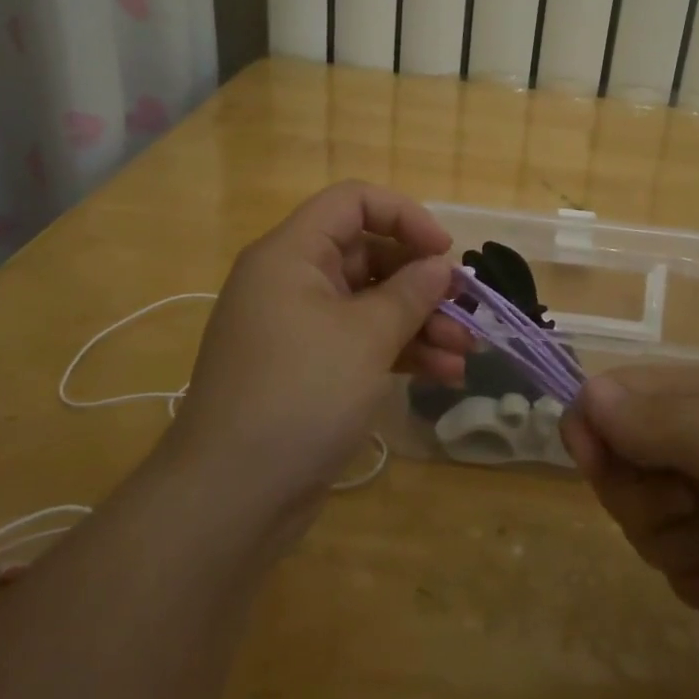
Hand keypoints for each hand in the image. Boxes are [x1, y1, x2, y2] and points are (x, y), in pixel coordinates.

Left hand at [168, 181, 472, 518]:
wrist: (232, 496)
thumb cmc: (300, 395)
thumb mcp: (366, 337)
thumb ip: (410, 293)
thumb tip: (438, 266)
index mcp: (292, 254)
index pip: (352, 202)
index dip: (404, 216)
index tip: (444, 252)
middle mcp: (292, 281)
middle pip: (368, 255)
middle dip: (422, 282)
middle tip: (466, 310)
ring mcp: (299, 328)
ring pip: (370, 304)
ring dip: (421, 323)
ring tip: (466, 353)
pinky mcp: (308, 370)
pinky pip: (361, 342)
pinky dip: (400, 352)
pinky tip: (444, 375)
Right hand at [560, 367, 698, 668]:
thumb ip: (652, 420)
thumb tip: (584, 396)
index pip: (612, 397)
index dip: (592, 428)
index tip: (595, 462)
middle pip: (620, 469)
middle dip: (649, 500)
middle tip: (698, 505)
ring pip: (645, 526)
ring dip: (686, 546)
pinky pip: (679, 571)